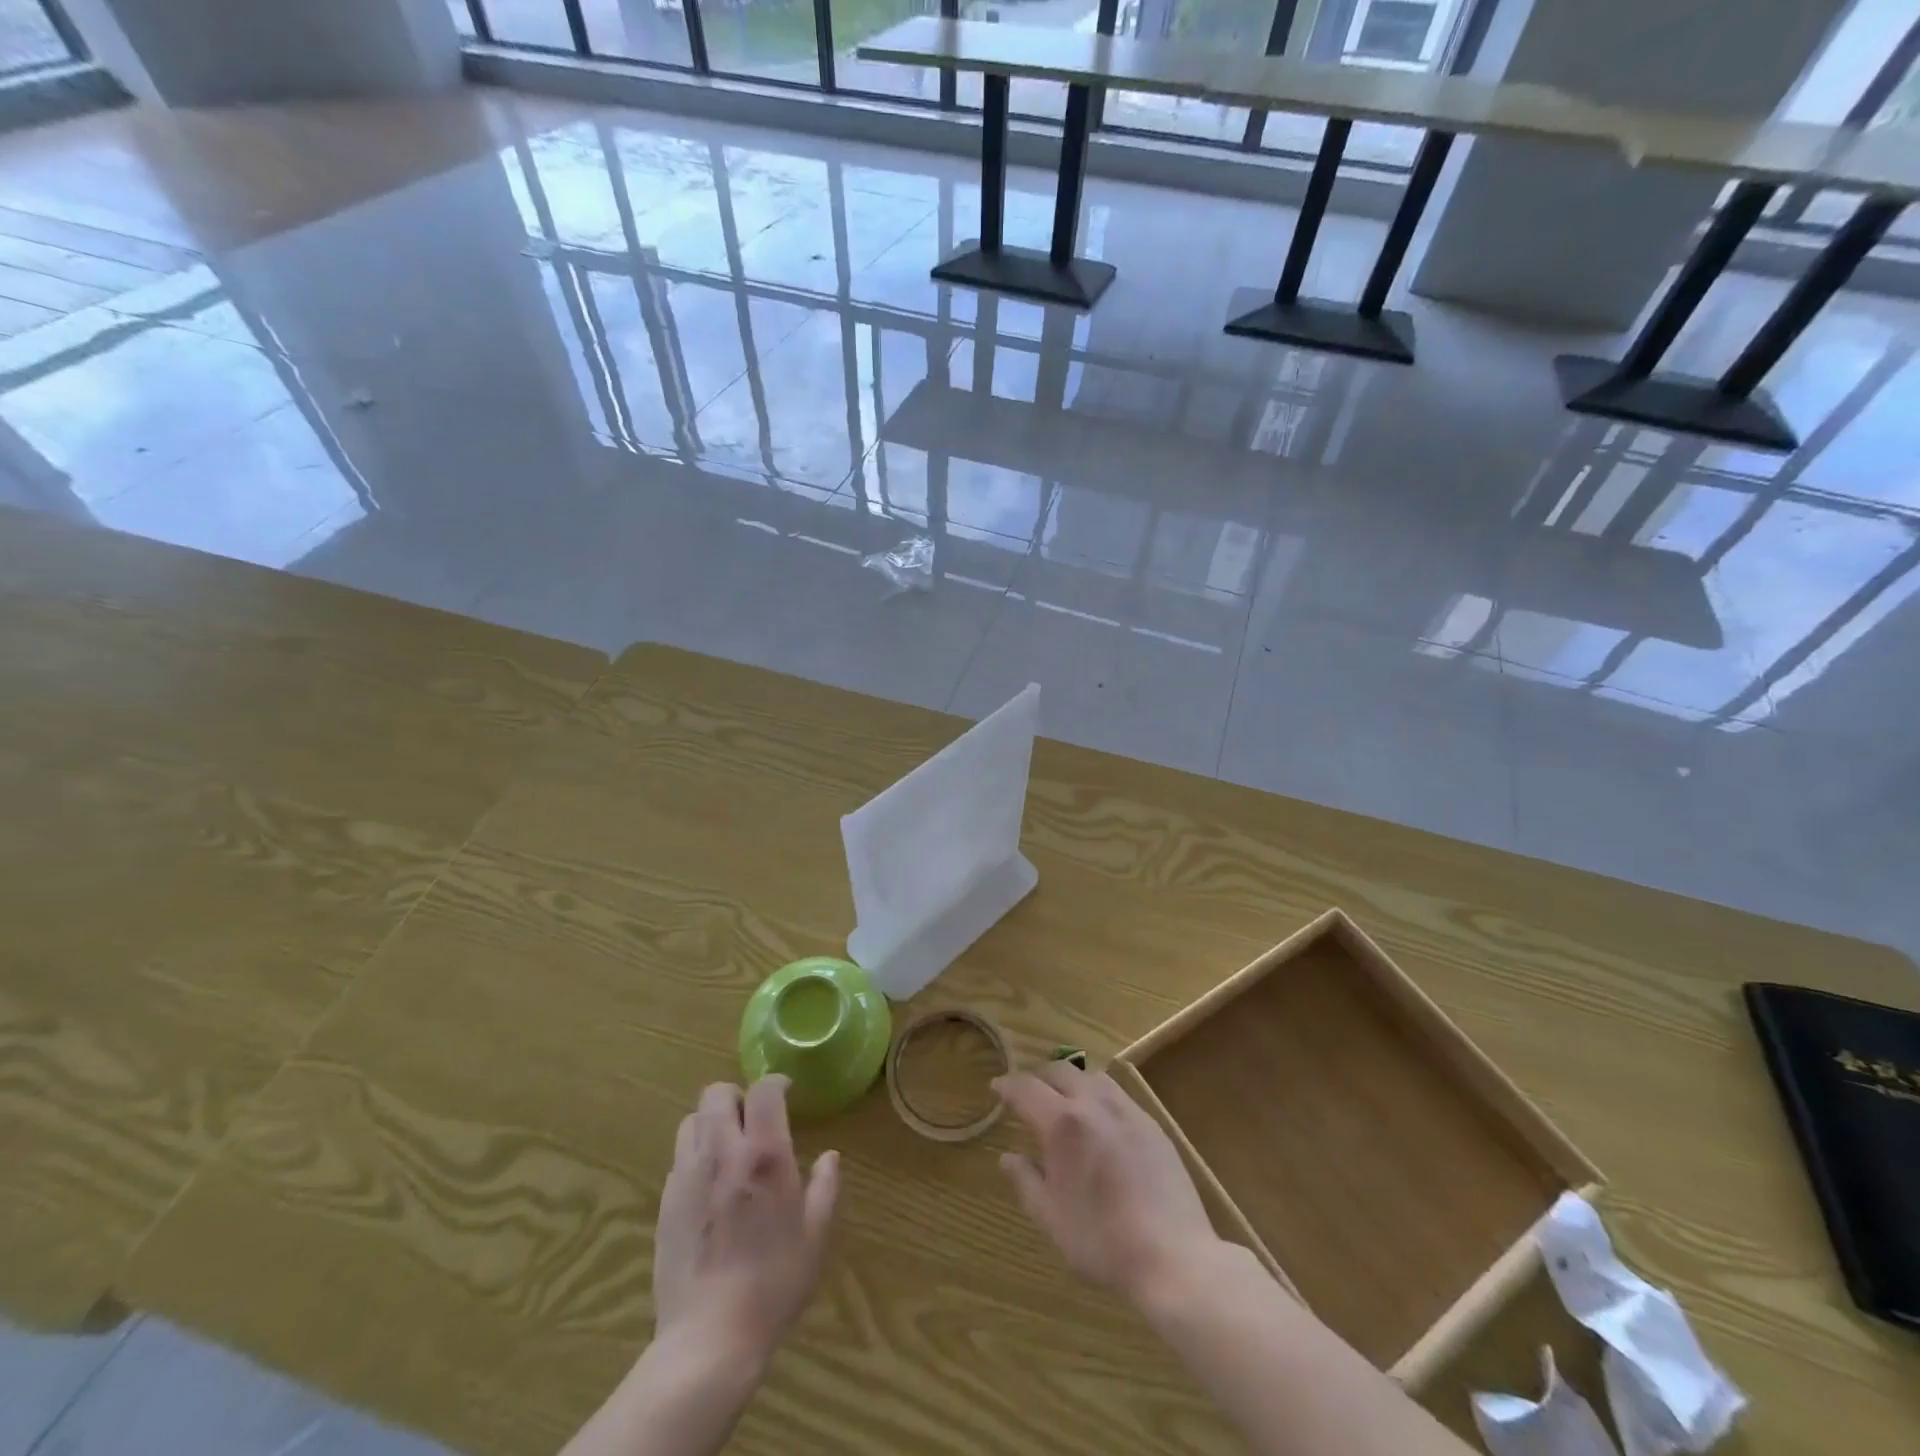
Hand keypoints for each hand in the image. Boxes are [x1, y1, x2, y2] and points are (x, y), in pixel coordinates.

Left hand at [652, 1076, 839, 1370]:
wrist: (710, 1338)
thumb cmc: (774, 1283)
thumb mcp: (815, 1235)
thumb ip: (825, 1187)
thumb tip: (830, 1157)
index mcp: (764, 1153)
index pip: (763, 1090)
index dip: (775, 1083)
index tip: (786, 1093)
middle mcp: (722, 1152)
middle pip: (717, 1093)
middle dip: (737, 1096)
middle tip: (754, 1119)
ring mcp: (687, 1175)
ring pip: (691, 1120)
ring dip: (711, 1122)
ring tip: (729, 1146)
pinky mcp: (665, 1202)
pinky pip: (679, 1157)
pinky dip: (696, 1155)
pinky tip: (710, 1184)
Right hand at [994, 1062, 1221, 1306]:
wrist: (1173, 1256)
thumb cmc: (1102, 1242)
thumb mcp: (1051, 1219)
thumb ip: (1025, 1182)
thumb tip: (1007, 1157)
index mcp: (1062, 1124)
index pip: (1026, 1088)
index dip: (1008, 1085)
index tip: (997, 1087)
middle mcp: (1093, 1105)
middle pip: (1061, 1070)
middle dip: (1039, 1077)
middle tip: (1028, 1093)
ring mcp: (1127, 1111)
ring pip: (1092, 1076)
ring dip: (1072, 1081)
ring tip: (1066, 1101)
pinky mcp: (1152, 1124)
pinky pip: (1119, 1094)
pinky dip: (1100, 1096)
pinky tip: (1102, 1121)